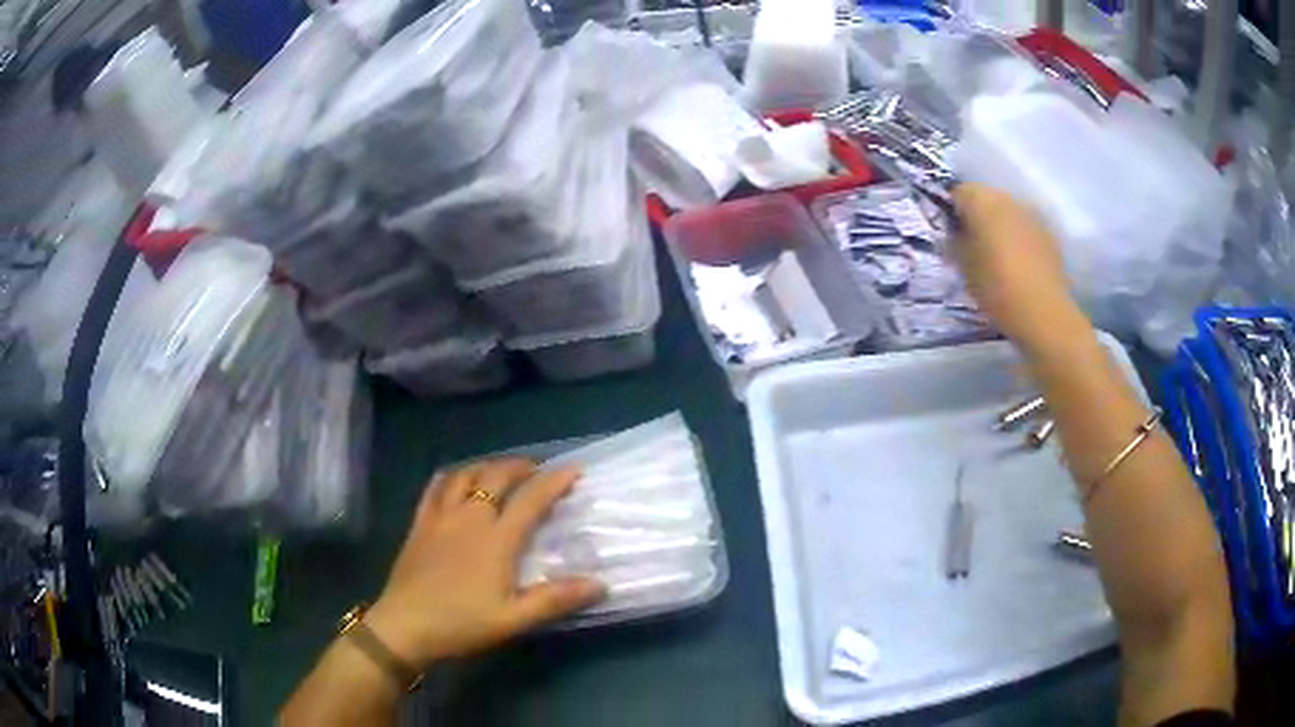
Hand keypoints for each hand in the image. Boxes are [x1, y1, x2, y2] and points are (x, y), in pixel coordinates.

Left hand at [365, 459, 604, 668]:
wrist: (405, 625)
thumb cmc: (462, 623)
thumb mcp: (514, 619)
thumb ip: (555, 599)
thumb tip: (599, 584)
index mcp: (496, 539)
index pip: (531, 499)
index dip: (554, 482)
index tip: (574, 470)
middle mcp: (469, 517)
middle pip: (496, 477)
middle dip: (520, 466)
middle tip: (537, 470)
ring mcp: (440, 517)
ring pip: (465, 475)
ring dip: (487, 467)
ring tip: (500, 472)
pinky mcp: (419, 524)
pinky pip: (435, 487)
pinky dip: (452, 476)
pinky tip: (455, 480)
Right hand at [952, 183, 1080, 345]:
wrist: (1043, 313)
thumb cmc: (996, 287)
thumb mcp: (964, 268)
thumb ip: (955, 243)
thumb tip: (953, 234)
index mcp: (982, 201)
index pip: (958, 192)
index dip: (952, 211)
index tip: (951, 234)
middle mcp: (1007, 199)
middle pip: (986, 198)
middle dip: (978, 216)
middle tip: (972, 245)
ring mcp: (1032, 215)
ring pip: (1008, 212)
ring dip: (1000, 226)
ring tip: (997, 256)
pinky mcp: (1049, 234)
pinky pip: (1026, 228)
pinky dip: (1019, 239)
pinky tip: (1018, 264)